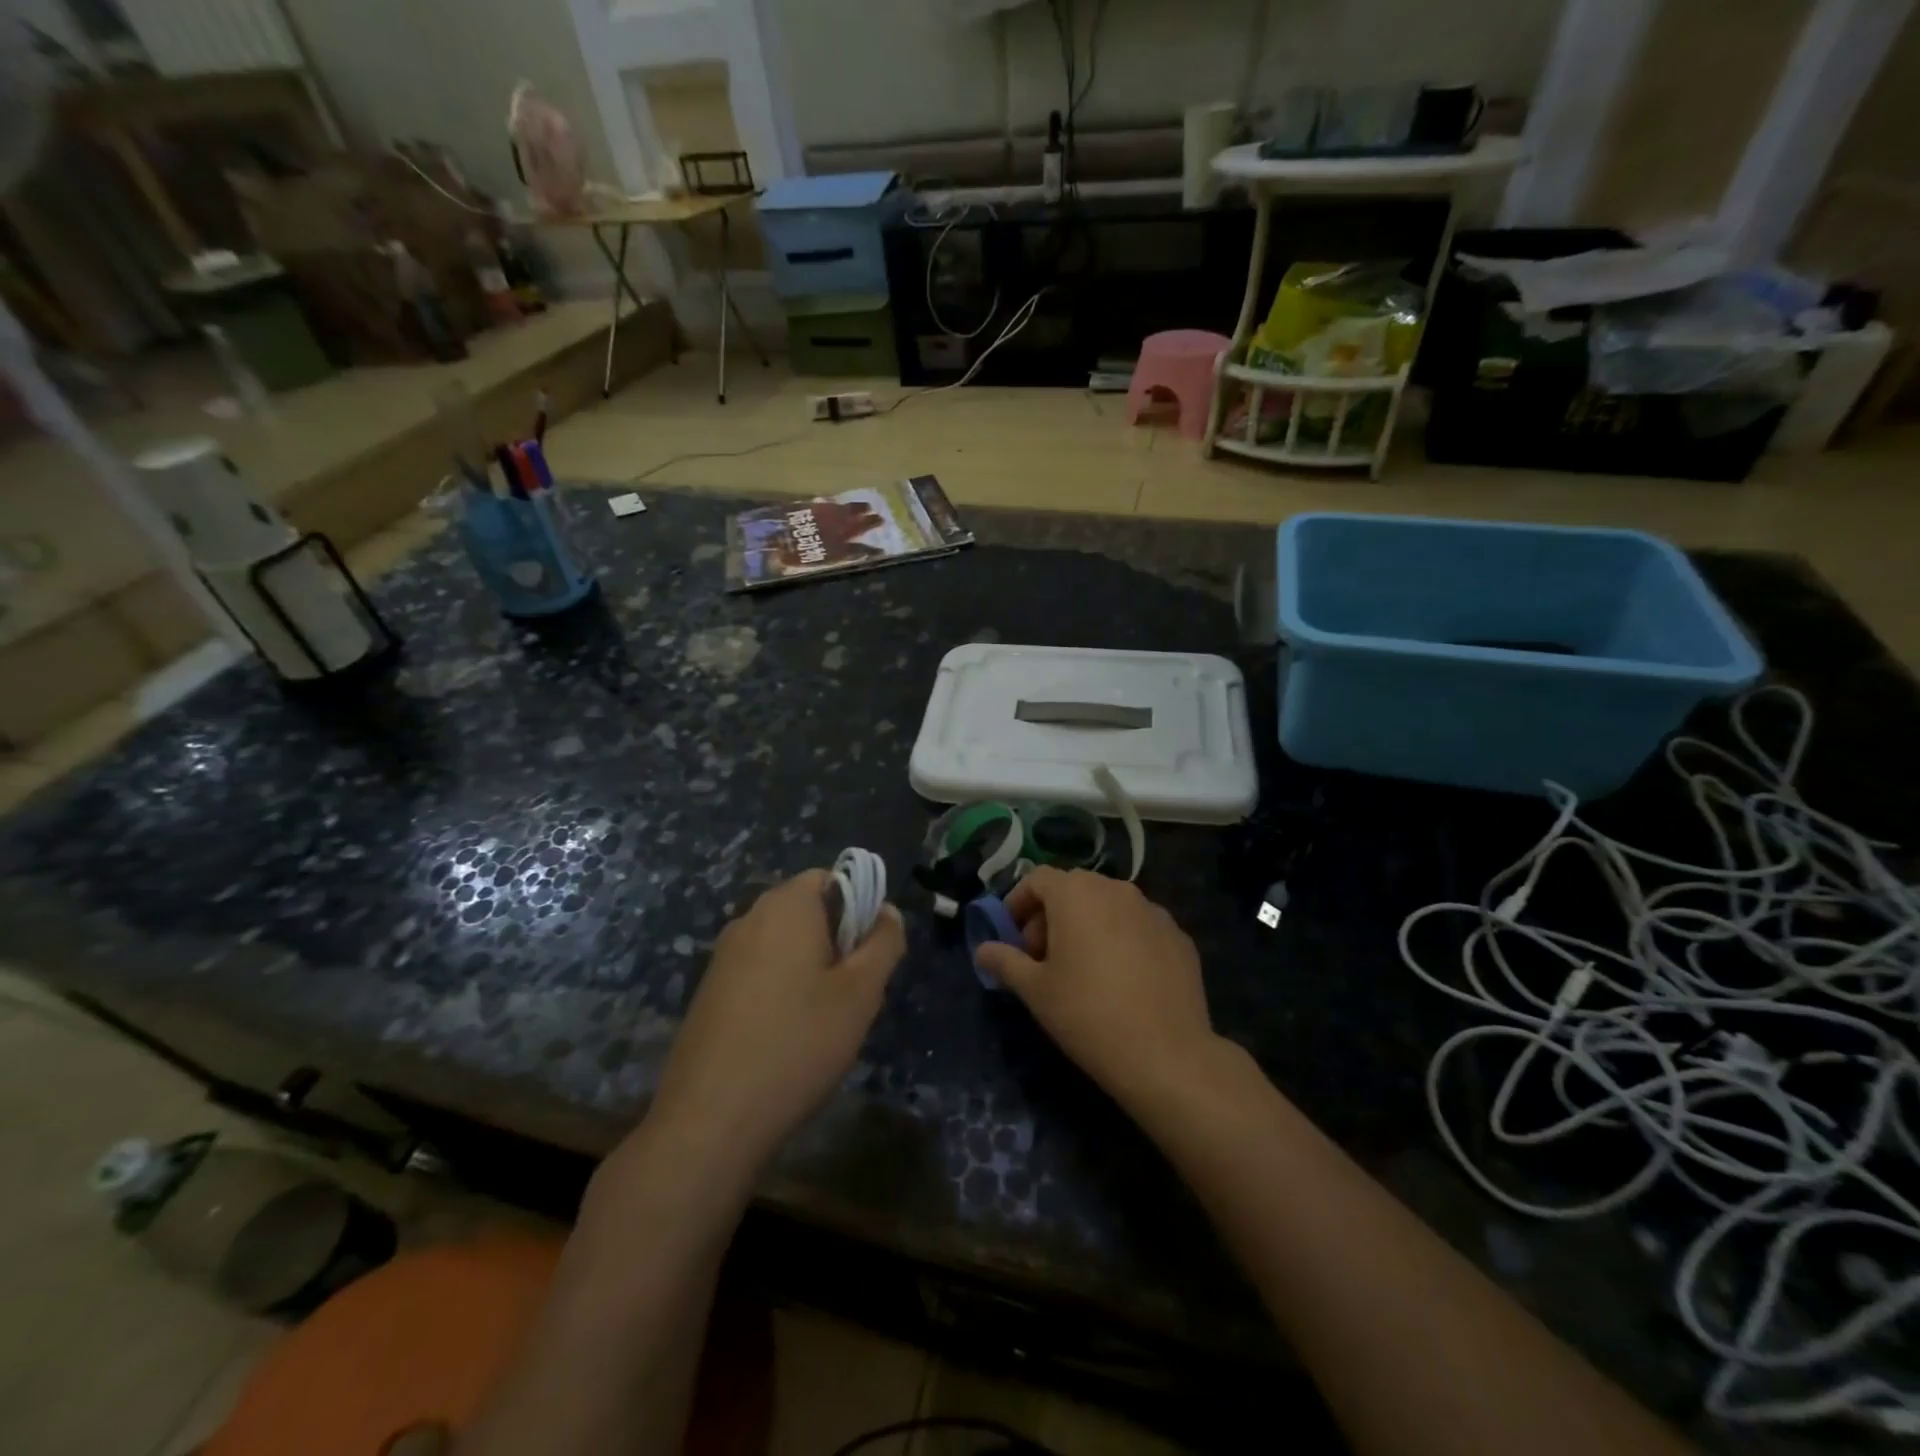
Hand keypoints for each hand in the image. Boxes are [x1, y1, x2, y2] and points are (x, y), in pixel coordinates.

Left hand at [648, 870, 904, 1167]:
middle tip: (852, 994)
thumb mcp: (861, 993)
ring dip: (811, 970)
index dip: (860, 908)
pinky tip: (787, 1039)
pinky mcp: (709, 992)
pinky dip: (781, 991)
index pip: (832, 878)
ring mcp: (723, 956)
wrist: (710, 1119)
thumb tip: (887, 912)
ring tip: (823, 1022)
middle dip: (838, 942)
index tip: (869, 957)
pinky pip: (760, 972)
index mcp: (786, 906)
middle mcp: (749, 918)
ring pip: (785, 945)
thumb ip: (883, 942)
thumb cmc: (798, 1043)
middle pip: (808, 911)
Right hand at [975, 867, 1220, 1108]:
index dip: (1018, 904)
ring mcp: (1153, 910)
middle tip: (1042, 958)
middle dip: (1051, 916)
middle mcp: (1116, 889)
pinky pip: (1138, 927)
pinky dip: (1121, 940)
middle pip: (1073, 890)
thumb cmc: (1087, 1014)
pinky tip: (1122, 981)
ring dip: (1087, 926)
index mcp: (1076, 893)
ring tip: (1082, 970)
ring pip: (1108, 906)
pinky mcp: (1178, 936)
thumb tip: (983, 950)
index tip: (1012, 939)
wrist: (1166, 1054)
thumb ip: (1005, 961)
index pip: (1037, 879)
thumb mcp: (1034, 990)